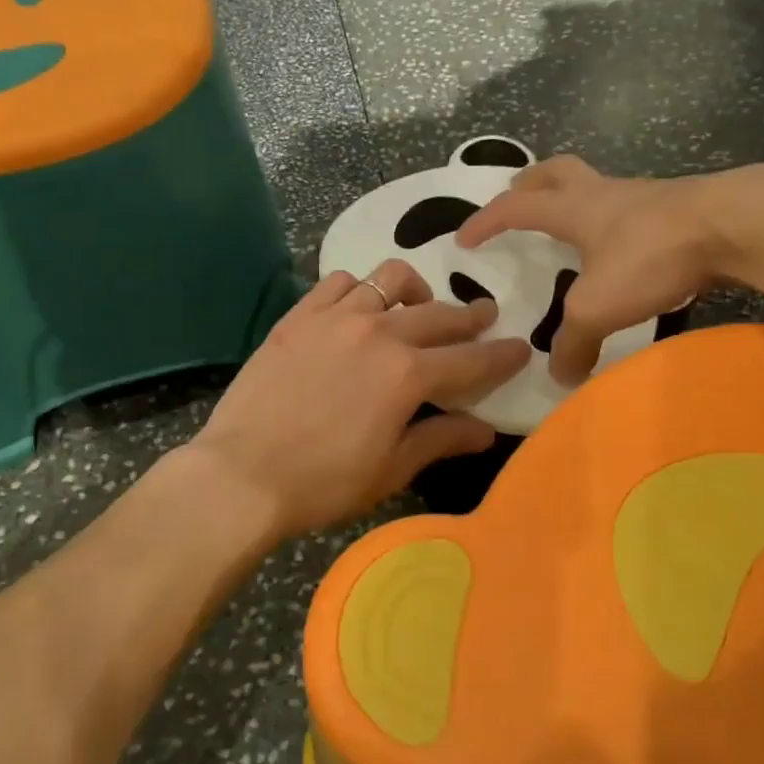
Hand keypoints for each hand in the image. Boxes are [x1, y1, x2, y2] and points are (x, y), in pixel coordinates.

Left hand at [188, 260, 531, 539]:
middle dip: (470, 317)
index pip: (471, 359)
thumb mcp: (391, 469)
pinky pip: (339, 282)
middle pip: (438, 314)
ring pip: (389, 280)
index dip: (501, 355)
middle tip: (484, 318)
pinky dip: (359, 288)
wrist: (242, 474)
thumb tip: (486, 430)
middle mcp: (378, 333)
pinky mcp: (298, 316)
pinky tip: (359, 306)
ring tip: (418, 305)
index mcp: (408, 374)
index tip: (521, 347)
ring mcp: (335, 318)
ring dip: (416, 291)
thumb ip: (441, 440)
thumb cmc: (323, 483)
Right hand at [457, 154, 746, 384]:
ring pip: (598, 187)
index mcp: (574, 209)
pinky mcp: (679, 210)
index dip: (486, 221)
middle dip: (531, 182)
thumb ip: (572, 342)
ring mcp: (645, 197)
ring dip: (577, 200)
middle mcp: (604, 194)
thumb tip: (559, 377)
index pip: (515, 208)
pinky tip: (624, 251)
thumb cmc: (650, 256)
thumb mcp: (598, 308)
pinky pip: (633, 209)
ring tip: (571, 229)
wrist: (734, 226)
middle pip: (557, 172)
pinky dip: (616, 224)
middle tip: (516, 195)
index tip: (463, 238)